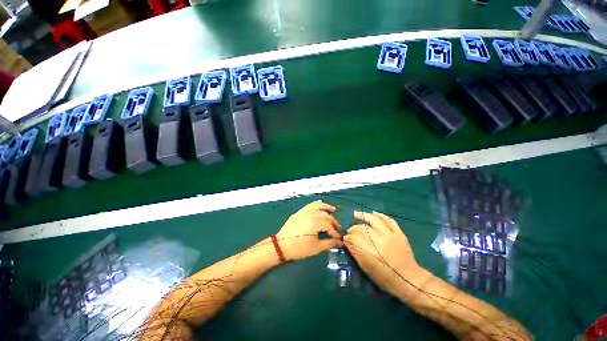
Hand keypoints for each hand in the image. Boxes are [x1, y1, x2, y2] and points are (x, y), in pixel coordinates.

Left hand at [276, 201, 341, 260]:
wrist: (281, 245)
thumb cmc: (299, 248)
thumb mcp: (316, 248)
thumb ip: (329, 243)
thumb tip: (339, 242)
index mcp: (316, 221)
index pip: (329, 225)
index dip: (335, 232)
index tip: (338, 238)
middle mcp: (311, 213)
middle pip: (325, 215)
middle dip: (333, 221)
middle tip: (338, 227)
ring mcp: (304, 211)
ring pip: (317, 206)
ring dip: (326, 207)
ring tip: (333, 209)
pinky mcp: (299, 212)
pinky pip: (309, 205)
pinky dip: (316, 204)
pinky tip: (319, 203)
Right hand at [344, 211, 423, 298]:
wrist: (409, 280)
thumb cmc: (385, 278)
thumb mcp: (366, 268)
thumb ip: (355, 253)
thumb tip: (347, 242)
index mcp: (369, 251)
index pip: (353, 238)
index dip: (347, 237)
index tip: (345, 238)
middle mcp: (378, 240)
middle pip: (361, 228)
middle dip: (353, 229)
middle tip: (350, 231)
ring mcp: (389, 234)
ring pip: (373, 220)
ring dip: (363, 216)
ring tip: (356, 214)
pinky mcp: (398, 233)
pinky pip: (388, 220)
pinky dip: (380, 215)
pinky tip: (373, 213)